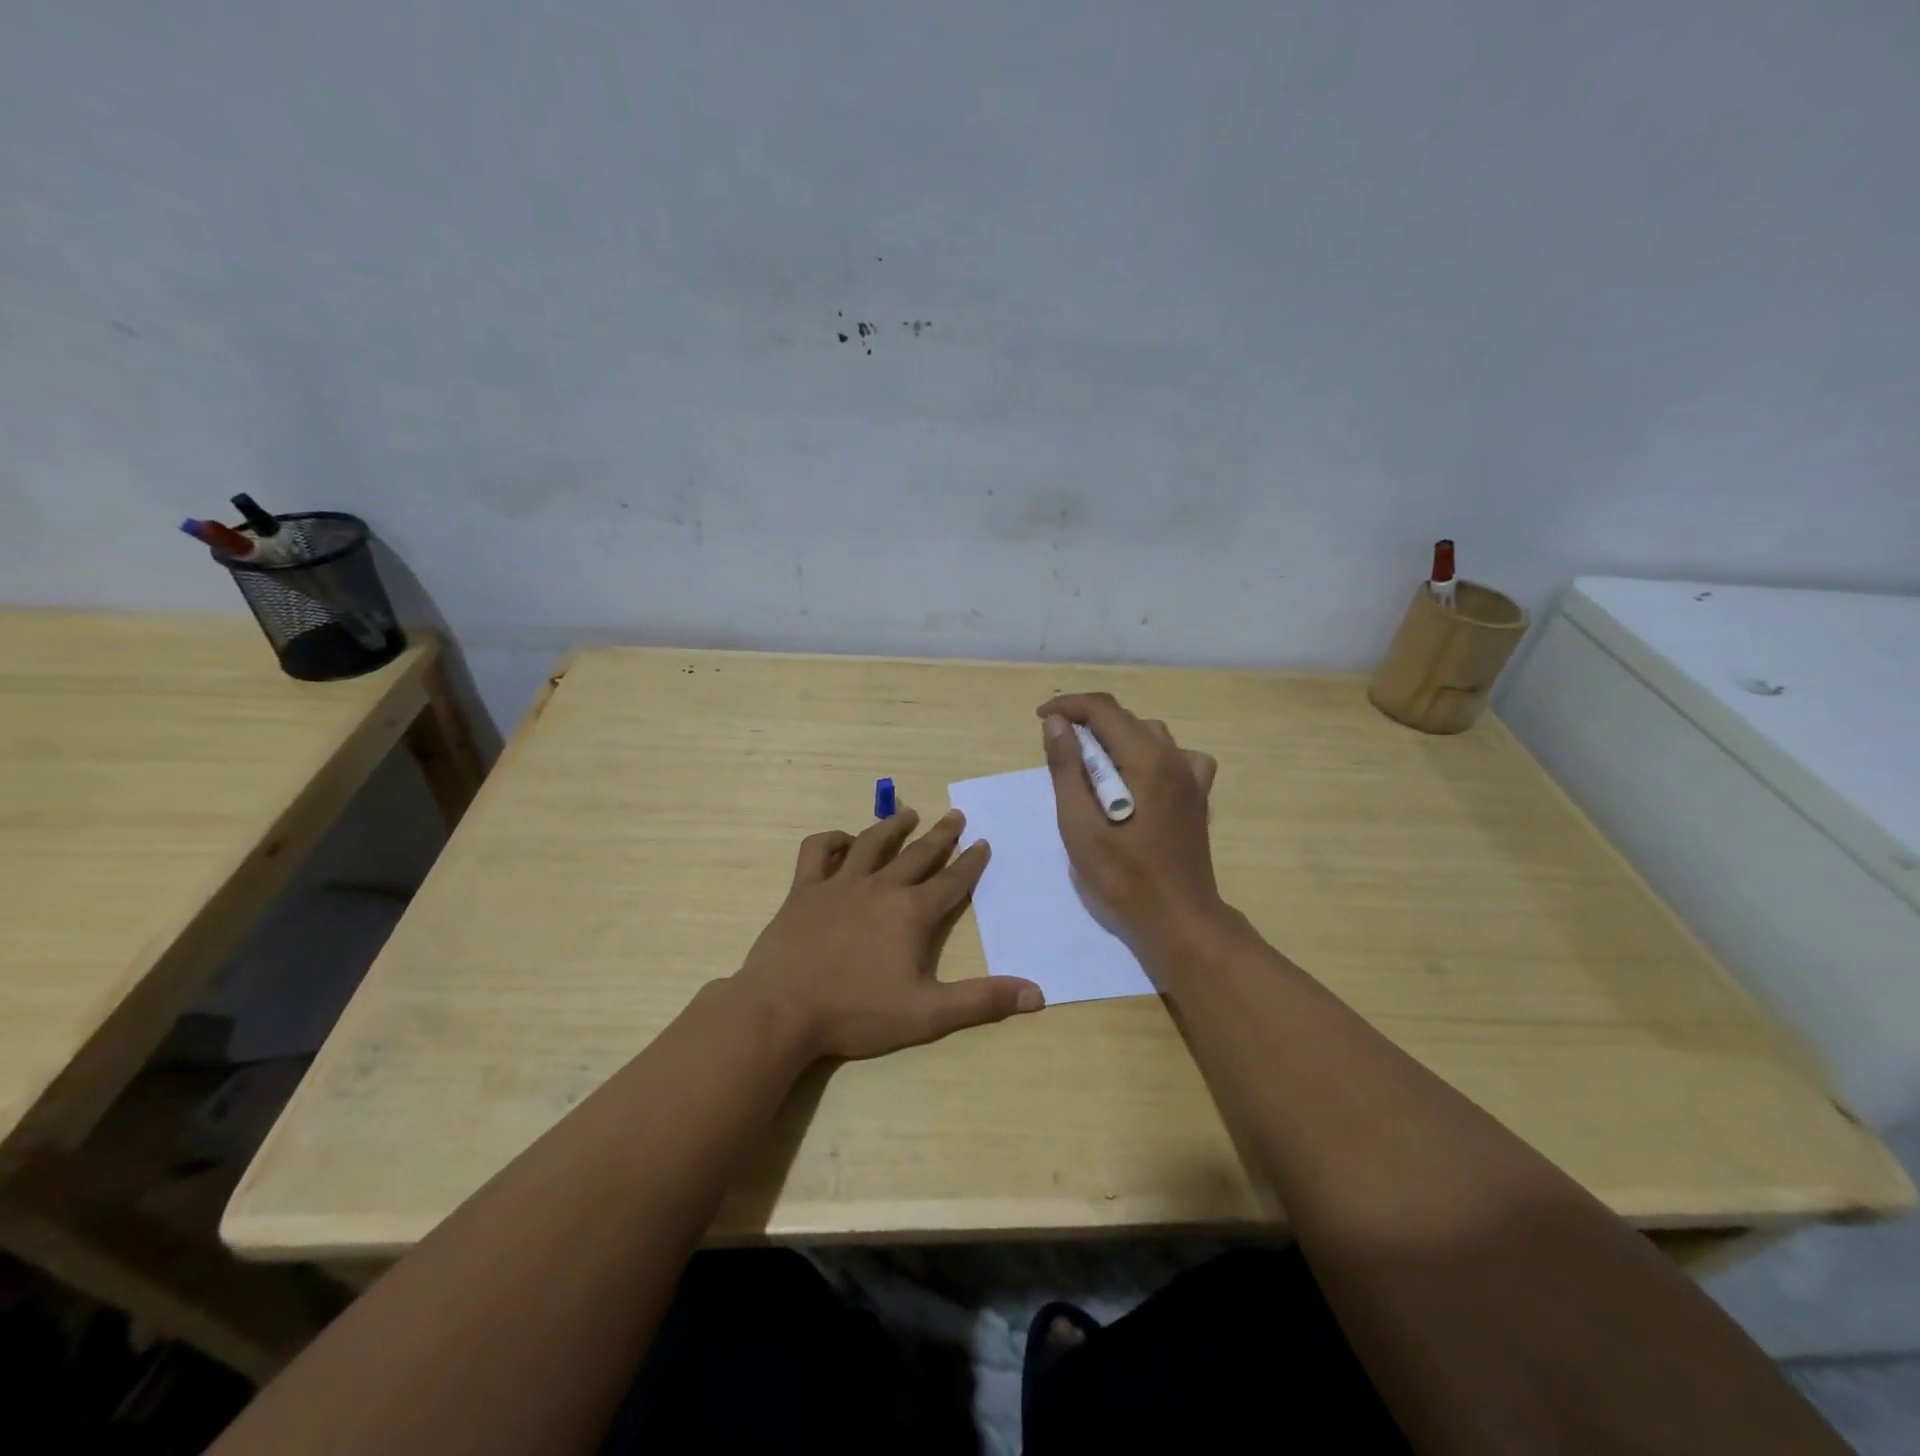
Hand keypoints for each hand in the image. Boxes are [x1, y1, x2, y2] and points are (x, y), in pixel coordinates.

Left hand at [732, 807, 1043, 1060]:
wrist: (781, 1010)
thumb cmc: (856, 1013)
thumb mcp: (927, 1014)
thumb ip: (981, 1002)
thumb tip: (1037, 994)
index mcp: (911, 913)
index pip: (951, 881)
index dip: (971, 863)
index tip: (983, 842)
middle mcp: (880, 887)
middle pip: (918, 854)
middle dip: (941, 835)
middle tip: (956, 816)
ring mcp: (839, 884)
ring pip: (872, 843)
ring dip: (893, 826)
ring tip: (909, 814)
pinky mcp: (804, 889)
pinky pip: (818, 851)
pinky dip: (832, 840)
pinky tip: (843, 842)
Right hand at [1038, 693, 1222, 954]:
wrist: (1179, 920)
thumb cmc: (1123, 877)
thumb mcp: (1080, 824)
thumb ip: (1067, 769)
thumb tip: (1057, 723)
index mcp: (1147, 759)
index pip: (1103, 710)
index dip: (1068, 706)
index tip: (1041, 719)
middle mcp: (1175, 757)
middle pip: (1126, 719)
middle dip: (1087, 724)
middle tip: (1058, 750)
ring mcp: (1192, 777)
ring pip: (1150, 734)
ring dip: (1116, 739)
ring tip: (1091, 766)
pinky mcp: (1198, 797)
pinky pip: (1176, 757)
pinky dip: (1150, 755)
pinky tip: (1139, 778)